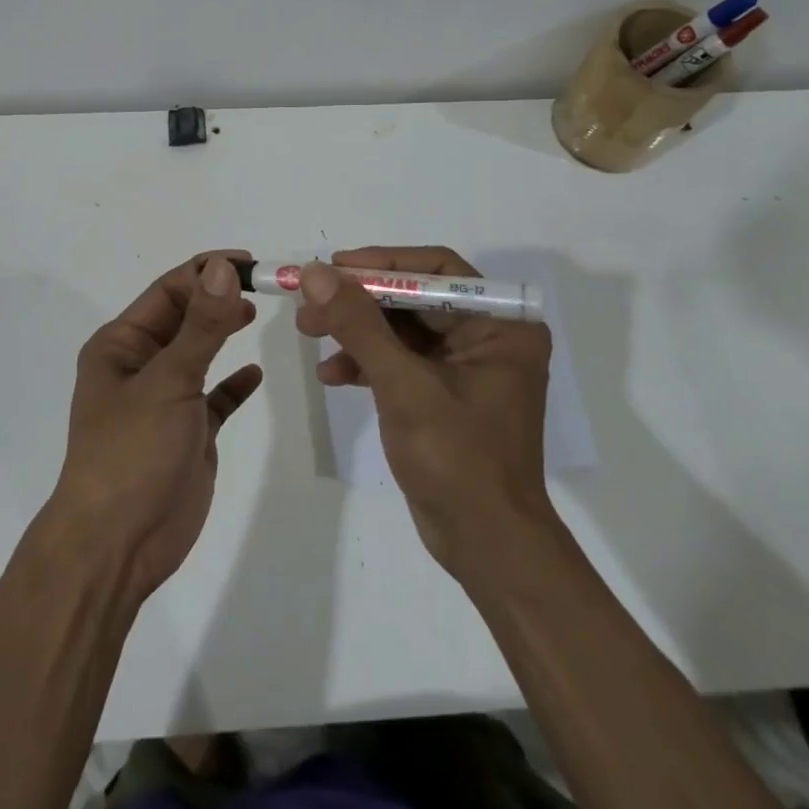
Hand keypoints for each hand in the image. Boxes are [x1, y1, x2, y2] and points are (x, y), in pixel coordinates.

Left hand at [51, 253, 261, 598]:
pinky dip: (232, 385)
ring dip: (223, 332)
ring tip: (256, 314)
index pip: (167, 291)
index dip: (205, 272)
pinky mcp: (186, 434)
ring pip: (198, 354)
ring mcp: (163, 401)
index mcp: (121, 345)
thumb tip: (222, 268)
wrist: (117, 545)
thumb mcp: (168, 381)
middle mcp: (139, 366)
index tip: (250, 263)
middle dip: (217, 299)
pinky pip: (213, 398)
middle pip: (184, 318)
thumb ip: (201, 326)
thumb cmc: (131, 452)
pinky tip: (254, 376)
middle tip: (263, 287)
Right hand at [296, 246, 554, 583]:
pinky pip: (400, 361)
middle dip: (358, 301)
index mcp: (499, 324)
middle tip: (308, 303)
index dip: (380, 263)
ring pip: (400, 328)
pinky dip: (365, 363)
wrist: (486, 545)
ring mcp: (465, 366)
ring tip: (308, 333)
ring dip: (355, 331)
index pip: (435, 269)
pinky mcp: (443, 393)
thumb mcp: (403, 386)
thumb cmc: (458, 459)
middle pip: (412, 297)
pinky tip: (331, 376)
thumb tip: (317, 273)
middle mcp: (487, 336)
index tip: (332, 267)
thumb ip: (359, 325)